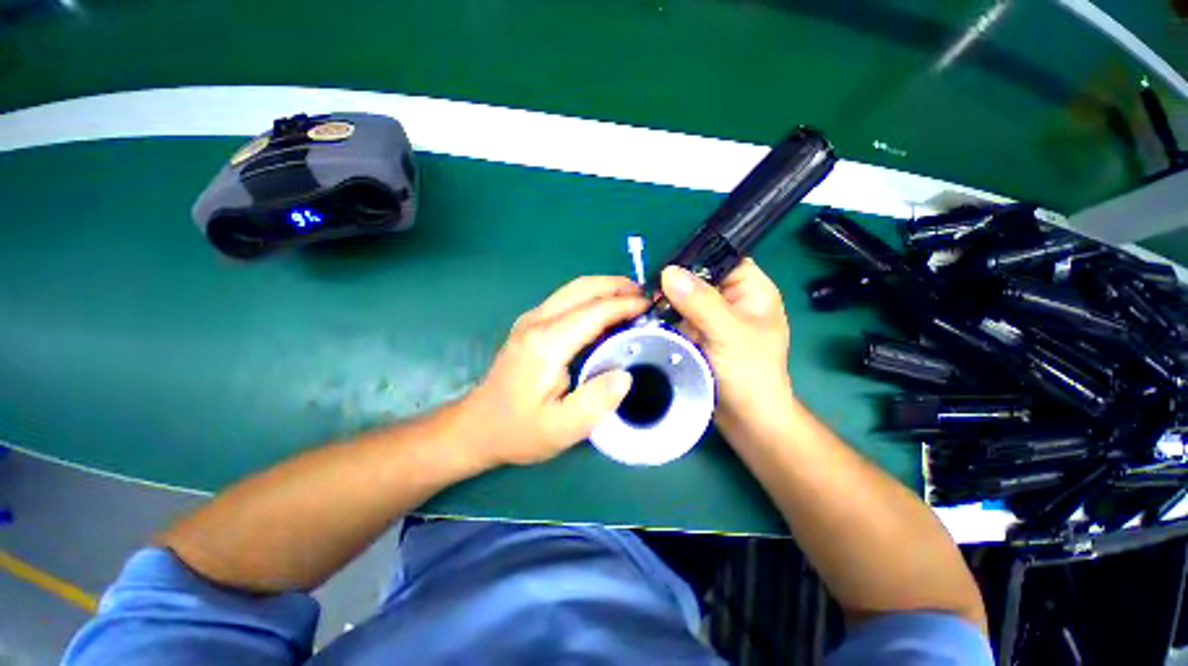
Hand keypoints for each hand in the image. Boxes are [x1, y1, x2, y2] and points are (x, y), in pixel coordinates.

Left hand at [462, 276, 647, 465]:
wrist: (477, 427)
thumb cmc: (519, 430)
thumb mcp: (561, 429)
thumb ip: (595, 403)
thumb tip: (626, 375)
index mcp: (546, 344)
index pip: (593, 311)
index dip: (624, 305)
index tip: (650, 307)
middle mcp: (537, 322)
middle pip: (582, 288)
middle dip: (617, 286)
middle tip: (645, 297)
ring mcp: (531, 320)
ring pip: (573, 289)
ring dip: (605, 289)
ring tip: (632, 300)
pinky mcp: (530, 325)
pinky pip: (566, 300)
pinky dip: (592, 299)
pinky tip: (606, 314)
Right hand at [660, 259, 792, 432]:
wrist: (746, 419)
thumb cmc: (750, 373)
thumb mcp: (728, 332)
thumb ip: (701, 301)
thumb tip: (668, 272)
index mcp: (752, 291)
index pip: (723, 260)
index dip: (696, 260)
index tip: (666, 269)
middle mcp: (732, 301)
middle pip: (699, 280)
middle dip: (675, 285)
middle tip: (651, 293)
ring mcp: (713, 319)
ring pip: (685, 300)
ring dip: (667, 303)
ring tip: (646, 307)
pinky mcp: (698, 335)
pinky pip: (679, 319)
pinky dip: (665, 320)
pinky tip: (649, 320)